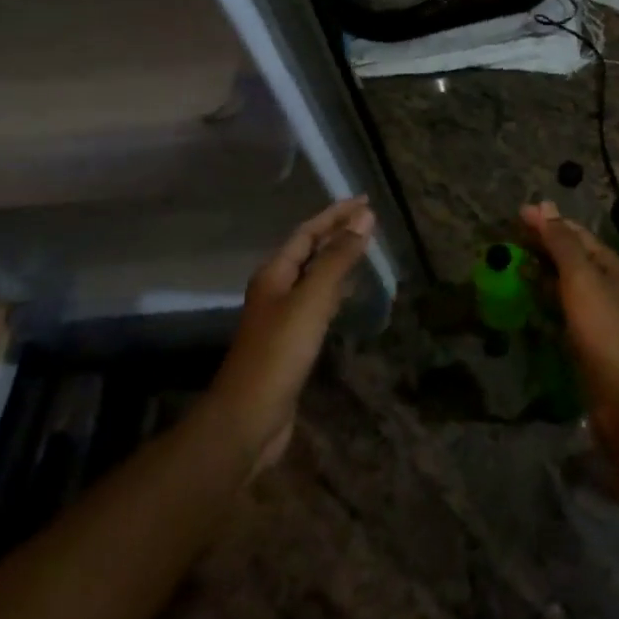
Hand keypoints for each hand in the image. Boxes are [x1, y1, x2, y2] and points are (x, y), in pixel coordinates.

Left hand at [210, 196, 374, 469]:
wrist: (249, 417)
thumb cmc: (279, 352)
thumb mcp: (312, 300)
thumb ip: (338, 259)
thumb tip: (364, 218)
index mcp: (274, 273)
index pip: (307, 232)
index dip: (335, 215)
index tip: (364, 201)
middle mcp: (275, 289)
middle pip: (308, 251)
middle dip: (337, 233)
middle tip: (369, 220)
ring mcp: (281, 316)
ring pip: (313, 276)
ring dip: (337, 259)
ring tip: (364, 247)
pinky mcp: (291, 341)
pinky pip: (317, 302)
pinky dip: (336, 289)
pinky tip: (349, 293)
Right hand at [519, 201, 618, 411]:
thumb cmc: (606, 332)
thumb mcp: (583, 280)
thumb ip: (563, 244)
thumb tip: (546, 207)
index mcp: (611, 266)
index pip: (577, 234)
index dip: (549, 222)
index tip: (518, 214)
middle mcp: (609, 287)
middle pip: (574, 257)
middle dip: (545, 244)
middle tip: (510, 237)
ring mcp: (601, 317)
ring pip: (568, 285)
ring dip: (543, 272)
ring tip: (513, 266)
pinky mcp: (590, 344)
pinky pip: (565, 312)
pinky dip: (546, 301)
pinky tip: (530, 303)